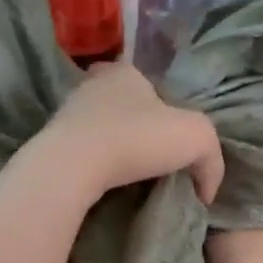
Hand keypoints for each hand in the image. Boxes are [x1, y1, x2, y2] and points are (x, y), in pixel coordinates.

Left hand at [33, 62, 223, 205]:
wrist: (72, 166)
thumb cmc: (136, 138)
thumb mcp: (196, 138)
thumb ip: (212, 158)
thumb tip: (207, 190)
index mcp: (126, 73)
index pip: (149, 85)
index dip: (165, 110)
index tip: (171, 141)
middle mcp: (93, 84)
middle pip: (123, 105)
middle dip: (138, 127)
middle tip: (153, 159)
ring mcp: (67, 112)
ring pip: (100, 127)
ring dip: (114, 146)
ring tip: (129, 175)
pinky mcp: (51, 141)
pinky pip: (82, 150)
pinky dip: (94, 163)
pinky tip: (104, 181)